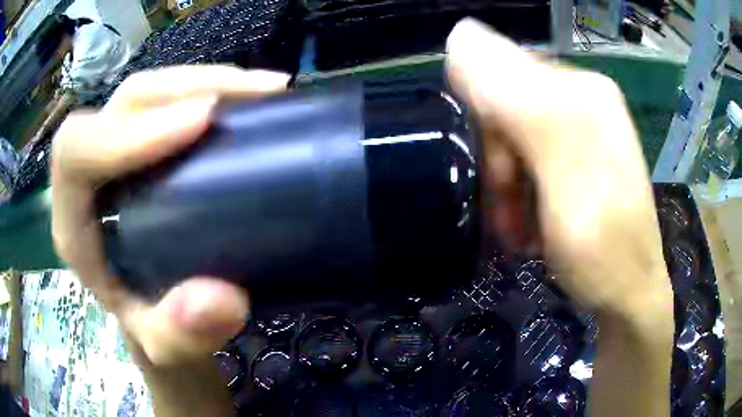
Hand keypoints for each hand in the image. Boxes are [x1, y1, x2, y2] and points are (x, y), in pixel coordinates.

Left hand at [51, 66, 288, 366]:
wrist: (158, 316)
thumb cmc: (152, 328)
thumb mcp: (167, 347)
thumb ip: (182, 336)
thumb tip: (221, 300)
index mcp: (75, 223)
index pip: (77, 151)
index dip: (129, 130)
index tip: (202, 124)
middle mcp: (90, 174)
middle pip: (124, 102)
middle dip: (186, 89)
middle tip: (254, 96)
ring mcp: (119, 151)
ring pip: (151, 91)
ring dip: (208, 83)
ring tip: (263, 93)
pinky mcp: (146, 144)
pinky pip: (173, 102)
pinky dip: (214, 93)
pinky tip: (250, 103)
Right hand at [447, 20, 673, 415]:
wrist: (630, 296)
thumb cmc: (602, 247)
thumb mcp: (561, 172)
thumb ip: (517, 100)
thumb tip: (459, 34)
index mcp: (581, 90)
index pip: (501, 72)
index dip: (484, 121)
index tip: (493, 176)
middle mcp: (583, 98)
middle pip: (508, 105)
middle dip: (499, 160)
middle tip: (507, 210)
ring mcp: (583, 128)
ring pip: (515, 136)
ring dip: (507, 183)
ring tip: (518, 226)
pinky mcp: (580, 156)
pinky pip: (530, 158)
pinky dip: (520, 191)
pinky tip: (530, 220)